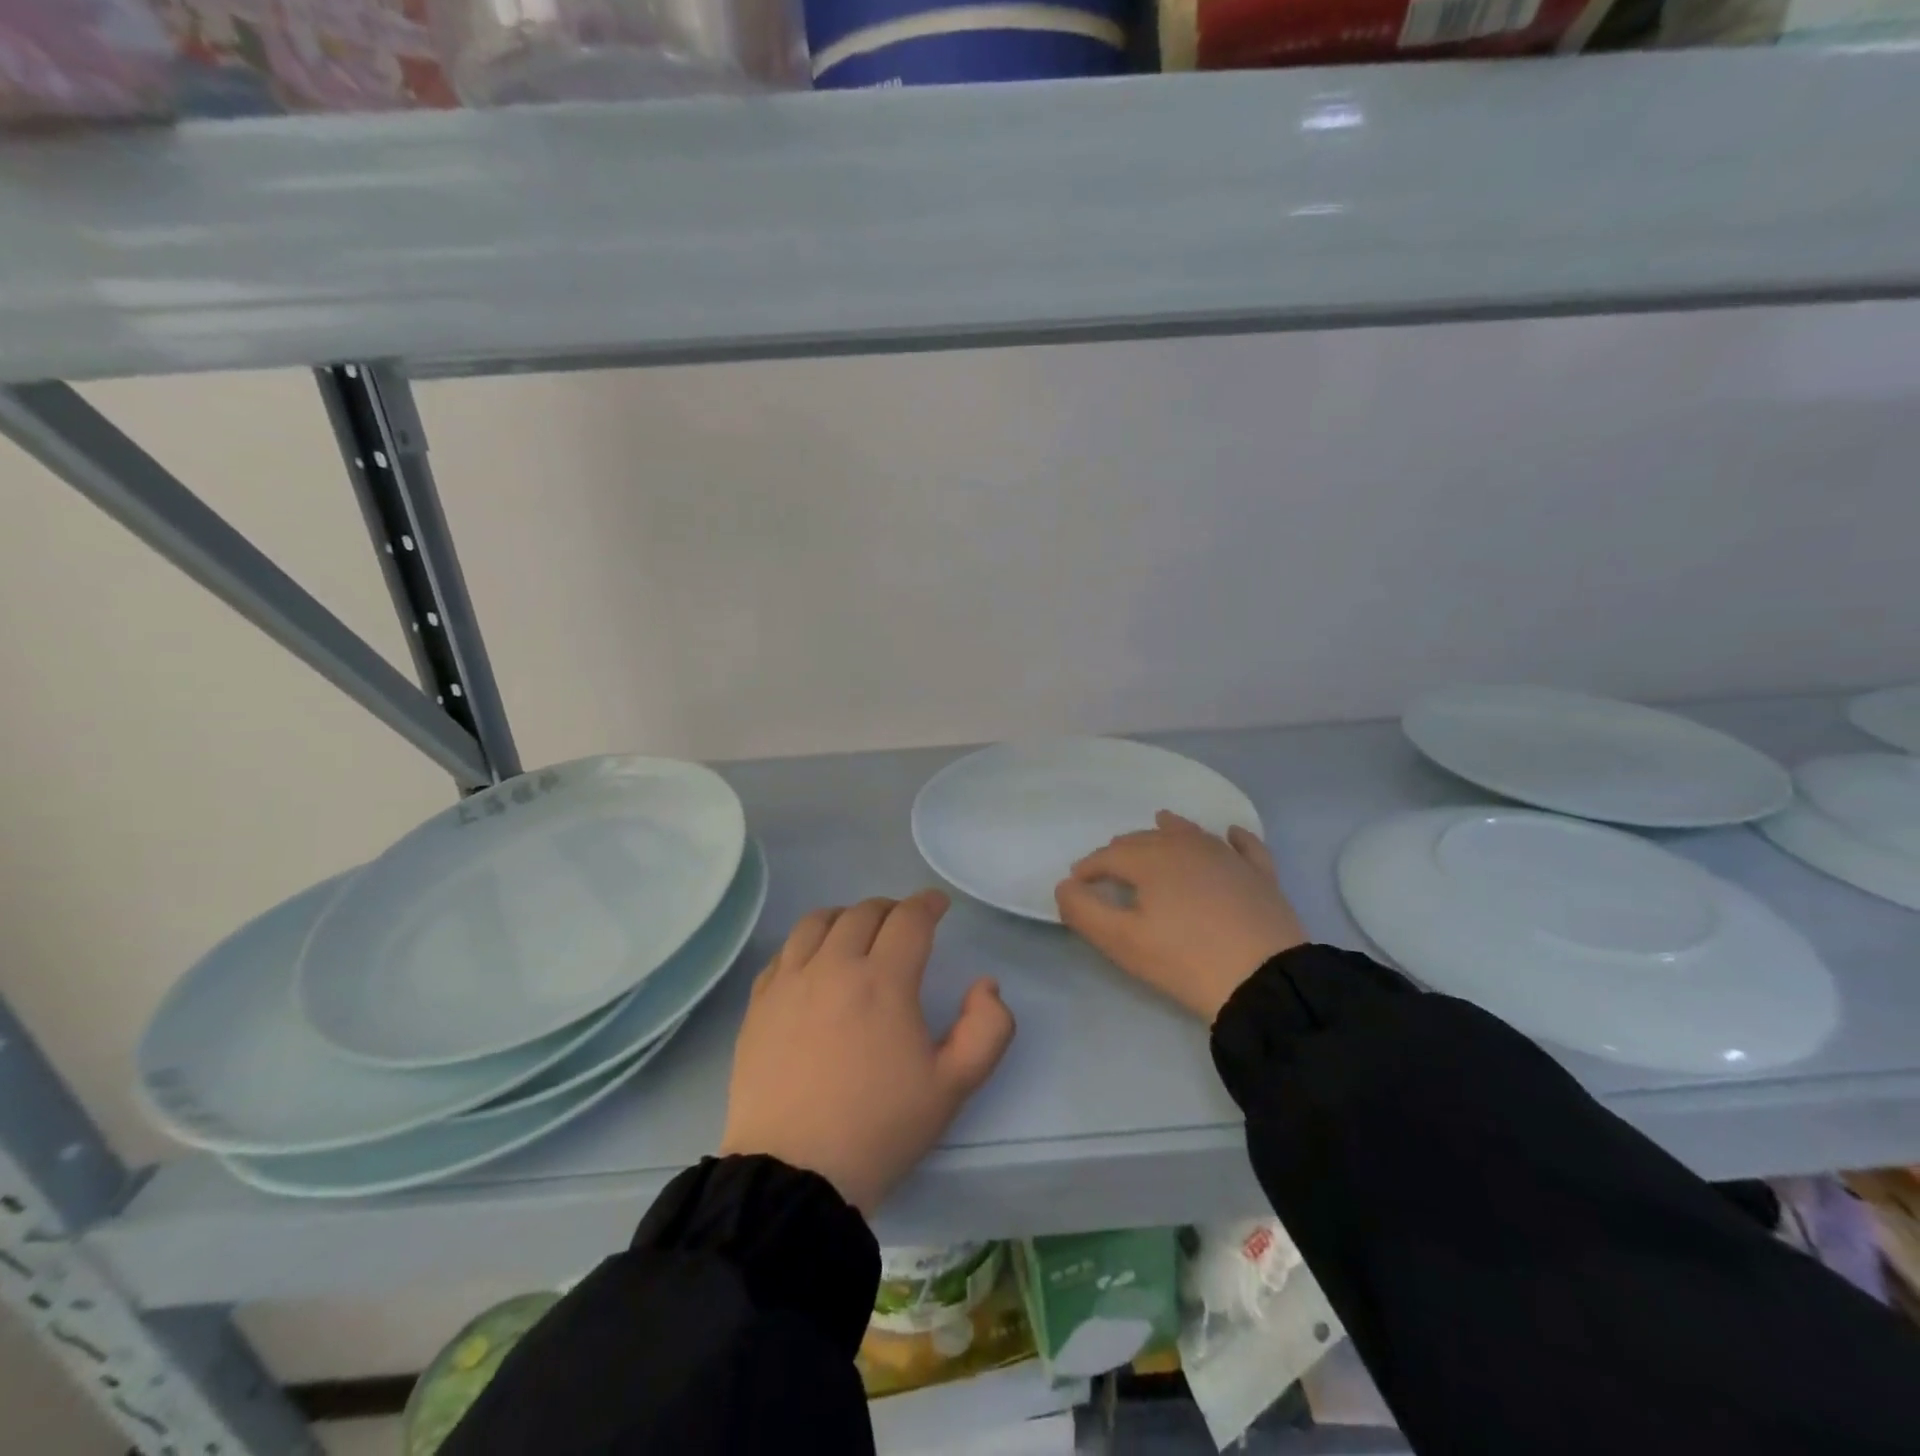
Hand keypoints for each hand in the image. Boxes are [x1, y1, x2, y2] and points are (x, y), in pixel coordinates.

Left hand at [720, 890, 1015, 1216]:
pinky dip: (807, 943)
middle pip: (864, 912)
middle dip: (892, 909)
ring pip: (818, 922)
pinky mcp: (759, 1004)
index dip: (928, 904)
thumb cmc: (880, 1128)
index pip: (909, 918)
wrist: (795, 1175)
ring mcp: (790, 982)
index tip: (938, 905)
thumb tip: (986, 985)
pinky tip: (814, 963)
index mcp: (884, 981)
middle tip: (903, 925)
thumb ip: (987, 1029)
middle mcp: (834, 966)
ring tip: (857, 933)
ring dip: (846, 917)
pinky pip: (783, 952)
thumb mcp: (954, 1086)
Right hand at [1055, 811, 1306, 1021]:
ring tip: (1157, 827)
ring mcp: (1228, 857)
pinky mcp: (1260, 875)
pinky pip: (1244, 846)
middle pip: (1146, 840)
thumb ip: (1084, 911)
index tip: (1076, 884)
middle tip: (1109, 866)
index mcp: (1151, 860)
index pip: (1109, 856)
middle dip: (1122, 849)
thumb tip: (1065, 886)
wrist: (1265, 980)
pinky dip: (1233, 837)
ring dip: (1168, 831)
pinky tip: (1229, 834)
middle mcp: (1188, 847)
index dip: (1088, 868)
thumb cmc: (1185, 960)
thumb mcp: (1122, 942)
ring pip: (1191, 833)